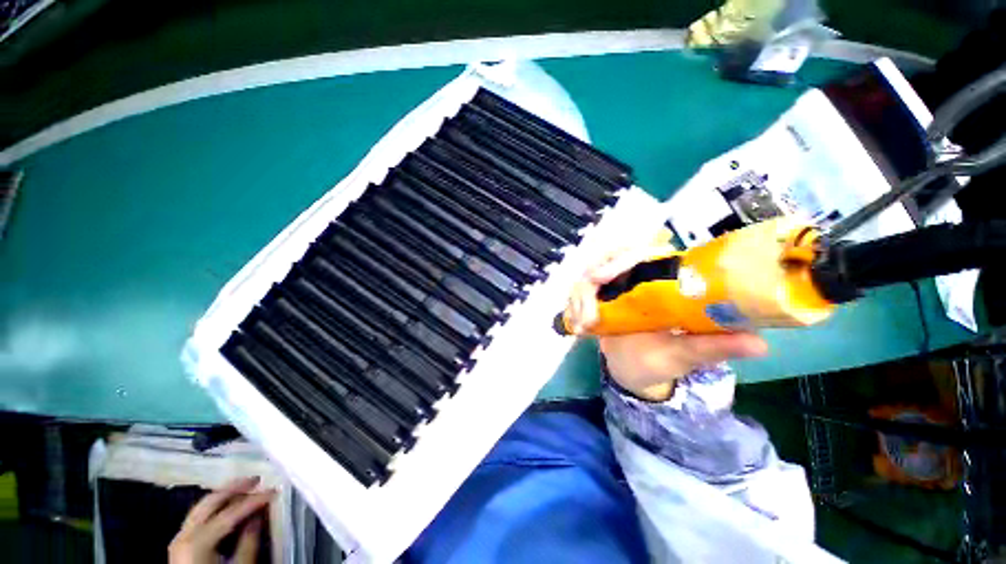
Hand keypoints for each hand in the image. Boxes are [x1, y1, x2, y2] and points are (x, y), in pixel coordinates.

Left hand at [169, 476, 273, 563]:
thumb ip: (249, 539)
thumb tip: (260, 513)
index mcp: (197, 541)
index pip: (230, 513)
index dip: (254, 501)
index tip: (274, 491)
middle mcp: (183, 534)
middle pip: (209, 503)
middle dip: (234, 489)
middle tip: (257, 479)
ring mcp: (179, 538)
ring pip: (201, 507)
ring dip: (224, 495)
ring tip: (244, 487)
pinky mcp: (180, 544)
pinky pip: (197, 517)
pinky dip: (215, 506)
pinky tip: (227, 504)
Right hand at [569, 245, 767, 400]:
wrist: (632, 369)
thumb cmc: (662, 360)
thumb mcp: (687, 354)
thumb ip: (714, 347)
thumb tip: (760, 344)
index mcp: (664, 280)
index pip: (644, 249)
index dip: (622, 256)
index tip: (602, 278)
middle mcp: (637, 275)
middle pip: (609, 253)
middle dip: (593, 276)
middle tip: (588, 309)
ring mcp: (613, 284)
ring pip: (588, 270)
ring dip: (580, 296)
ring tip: (584, 324)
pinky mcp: (596, 295)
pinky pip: (577, 288)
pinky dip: (573, 303)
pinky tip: (577, 324)